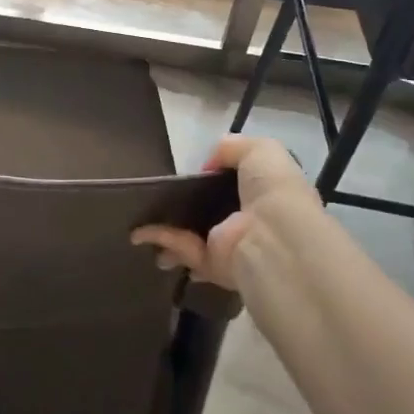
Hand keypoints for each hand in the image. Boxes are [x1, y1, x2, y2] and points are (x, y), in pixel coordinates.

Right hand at [131, 135, 318, 290]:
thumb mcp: (260, 150)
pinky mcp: (213, 265)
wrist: (275, 236)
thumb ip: (232, 148)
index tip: (194, 170)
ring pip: (192, 234)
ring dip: (166, 229)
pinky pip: (183, 249)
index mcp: (264, 195)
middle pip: (210, 211)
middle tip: (159, 196)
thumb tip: (208, 165)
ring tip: (138, 218)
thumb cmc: (273, 189)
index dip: (215, 177)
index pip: (236, 185)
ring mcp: (230, 245)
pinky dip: (161, 239)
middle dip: (186, 206)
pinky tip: (138, 232)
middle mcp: (247, 221)